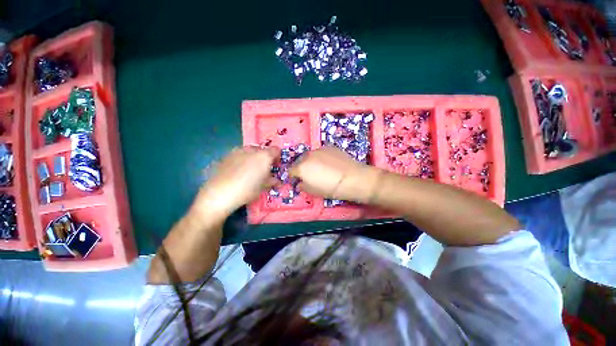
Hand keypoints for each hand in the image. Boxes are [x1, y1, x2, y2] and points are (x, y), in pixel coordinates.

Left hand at [193, 146, 278, 215]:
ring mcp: (237, 151)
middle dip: (265, 158)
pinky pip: (239, 155)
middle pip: (263, 150)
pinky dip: (242, 160)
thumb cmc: (247, 190)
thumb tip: (276, 181)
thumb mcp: (263, 187)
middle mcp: (252, 150)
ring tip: (249, 171)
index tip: (276, 166)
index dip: (277, 157)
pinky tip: (237, 172)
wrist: (219, 193)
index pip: (276, 150)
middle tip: (263, 170)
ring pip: (250, 151)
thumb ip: (272, 181)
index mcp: (264, 156)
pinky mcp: (226, 155)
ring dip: (253, 158)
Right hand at [290, 146, 380, 203]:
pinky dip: (321, 157)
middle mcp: (308, 156)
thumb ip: (303, 186)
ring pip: (310, 155)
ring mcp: (319, 149)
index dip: (293, 176)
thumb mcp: (314, 192)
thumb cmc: (331, 188)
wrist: (352, 178)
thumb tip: (299, 183)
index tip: (297, 180)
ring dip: (311, 161)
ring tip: (321, 168)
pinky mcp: (329, 147)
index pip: (291, 171)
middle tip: (310, 175)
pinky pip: (321, 152)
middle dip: (302, 168)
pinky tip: (330, 163)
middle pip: (300, 161)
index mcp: (301, 168)